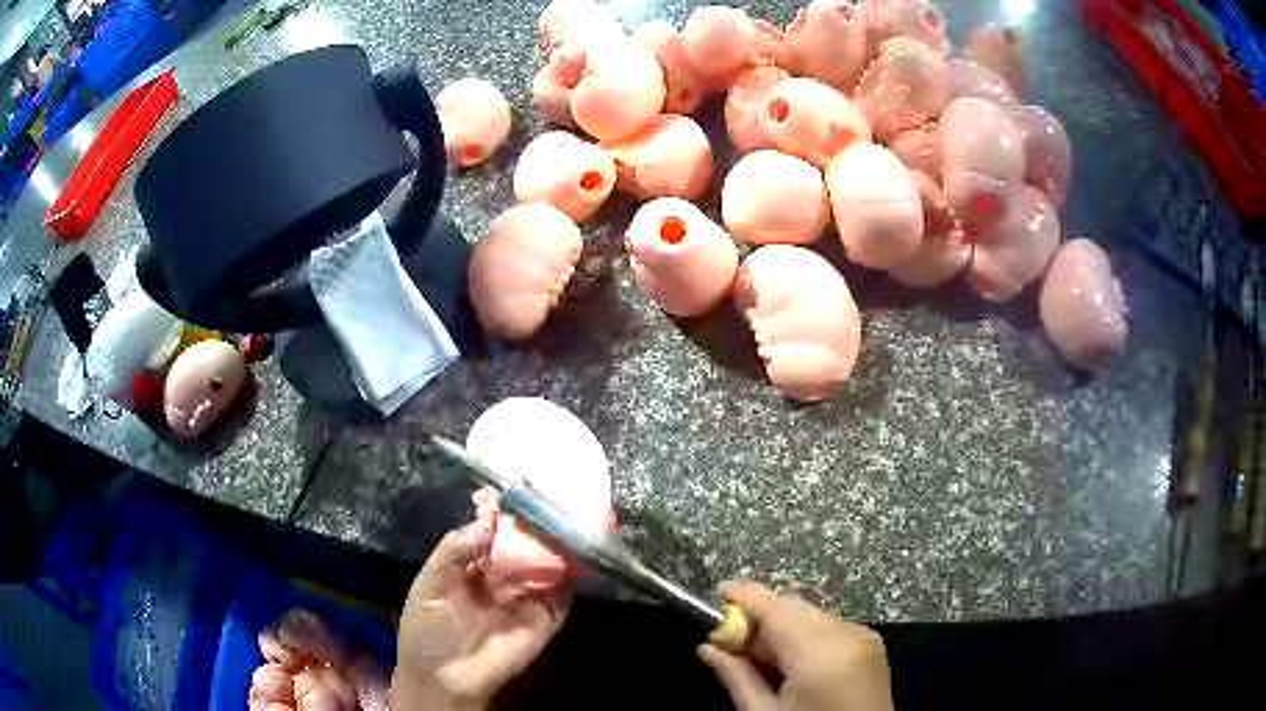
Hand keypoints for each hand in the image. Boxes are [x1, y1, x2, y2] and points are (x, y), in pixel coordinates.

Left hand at [391, 521, 569, 710]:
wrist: (445, 681)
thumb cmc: (428, 631)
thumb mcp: (428, 587)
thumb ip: (452, 553)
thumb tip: (486, 523)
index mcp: (470, 564)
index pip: (490, 531)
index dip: (499, 512)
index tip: (509, 492)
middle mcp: (501, 576)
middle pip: (522, 544)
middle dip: (532, 525)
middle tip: (544, 503)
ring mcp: (525, 597)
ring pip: (545, 564)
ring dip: (555, 546)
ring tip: (563, 522)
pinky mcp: (546, 619)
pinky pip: (561, 594)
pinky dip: (570, 576)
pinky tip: (572, 558)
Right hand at [697, 582, 892, 710]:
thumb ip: (737, 677)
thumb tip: (708, 647)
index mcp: (820, 655)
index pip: (776, 608)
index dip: (745, 596)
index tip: (717, 595)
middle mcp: (847, 635)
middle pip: (794, 609)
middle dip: (760, 618)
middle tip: (729, 641)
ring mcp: (864, 638)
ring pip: (811, 616)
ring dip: (781, 628)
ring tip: (758, 658)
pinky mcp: (872, 646)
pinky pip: (830, 627)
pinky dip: (805, 636)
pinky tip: (789, 662)